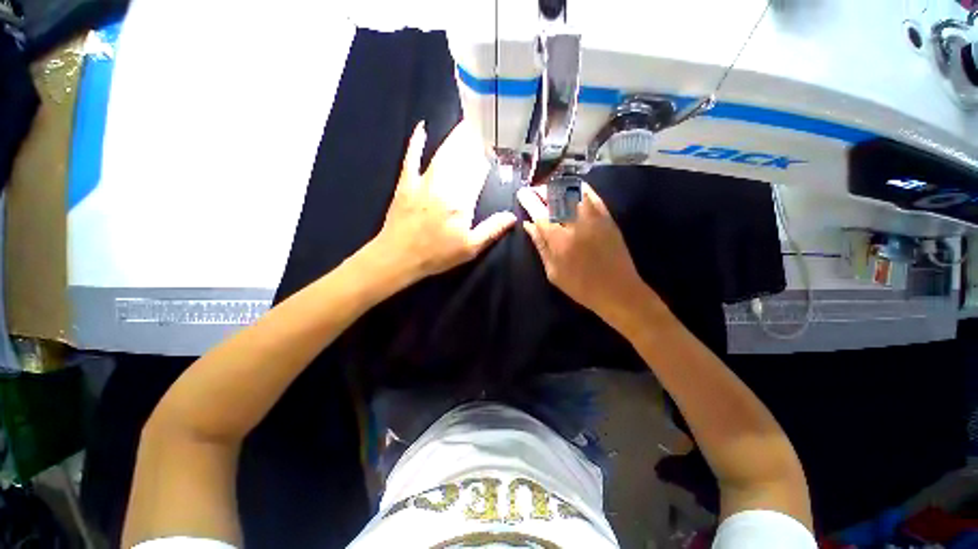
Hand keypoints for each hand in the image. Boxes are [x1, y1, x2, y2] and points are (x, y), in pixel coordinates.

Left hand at [371, 120, 516, 280]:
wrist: (399, 257)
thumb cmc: (437, 254)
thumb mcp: (469, 248)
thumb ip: (492, 230)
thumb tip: (513, 216)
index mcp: (461, 201)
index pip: (478, 173)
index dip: (487, 159)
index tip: (496, 148)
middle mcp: (444, 186)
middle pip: (462, 158)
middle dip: (474, 142)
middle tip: (484, 127)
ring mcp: (423, 182)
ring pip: (442, 154)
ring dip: (455, 139)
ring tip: (466, 125)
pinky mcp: (406, 183)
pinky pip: (411, 158)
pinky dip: (416, 143)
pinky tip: (421, 128)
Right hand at [518, 183, 652, 324]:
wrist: (617, 290)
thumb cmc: (580, 286)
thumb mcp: (553, 272)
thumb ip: (541, 246)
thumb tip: (529, 225)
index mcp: (559, 240)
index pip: (540, 213)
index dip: (529, 201)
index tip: (522, 194)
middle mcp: (575, 224)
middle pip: (555, 197)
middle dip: (542, 189)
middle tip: (535, 189)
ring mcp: (594, 218)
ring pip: (574, 192)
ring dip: (559, 185)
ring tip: (550, 186)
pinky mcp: (608, 217)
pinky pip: (592, 196)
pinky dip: (581, 188)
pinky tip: (573, 186)